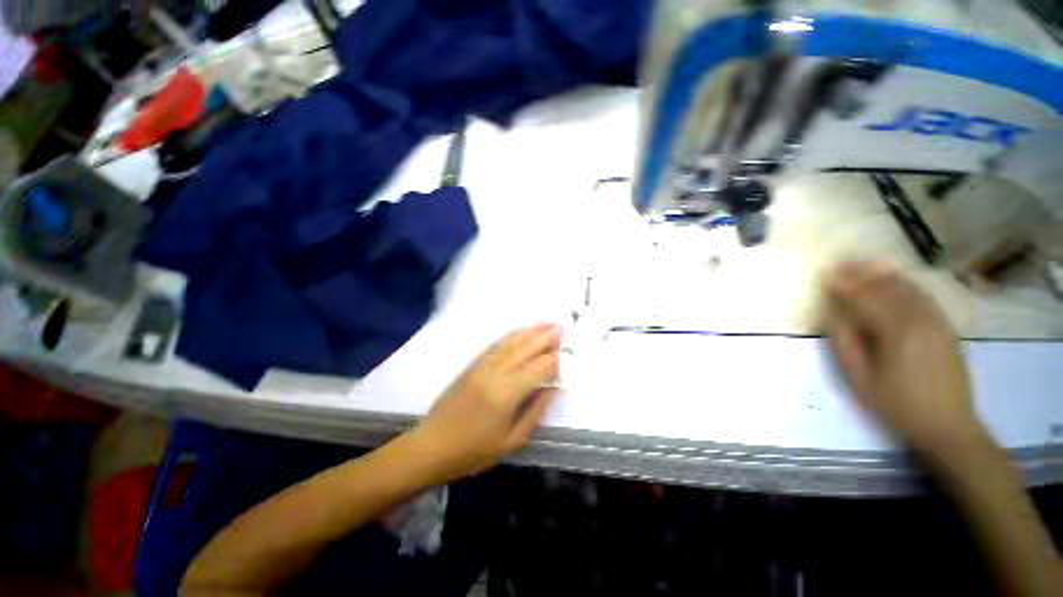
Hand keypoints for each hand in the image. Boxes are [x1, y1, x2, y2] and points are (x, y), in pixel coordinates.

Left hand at [411, 323, 561, 483]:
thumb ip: (536, 410)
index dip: (556, 359)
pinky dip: (513, 334)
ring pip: (512, 341)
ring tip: (548, 322)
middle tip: (563, 327)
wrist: (431, 446)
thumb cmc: (474, 451)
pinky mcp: (473, 364)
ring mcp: (483, 365)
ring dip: (532, 330)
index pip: (540, 368)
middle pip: (527, 348)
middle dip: (547, 336)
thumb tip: (554, 387)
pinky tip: (522, 330)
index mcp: (507, 393)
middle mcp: (496, 372)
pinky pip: (497, 344)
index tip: (570, 352)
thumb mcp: (512, 440)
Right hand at [823, 261, 979, 455]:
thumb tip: (833, 312)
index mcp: (898, 332)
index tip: (825, 272)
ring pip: (906, 287)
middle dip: (862, 273)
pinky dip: (903, 283)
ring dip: (882, 274)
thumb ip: (844, 341)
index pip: (866, 298)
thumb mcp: (860, 378)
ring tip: (861, 266)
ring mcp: (937, 321)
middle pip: (888, 287)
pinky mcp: (945, 326)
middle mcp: (921, 319)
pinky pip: (922, 295)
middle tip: (839, 263)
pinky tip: (891, 280)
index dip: (844, 284)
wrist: (948, 424)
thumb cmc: (897, 404)